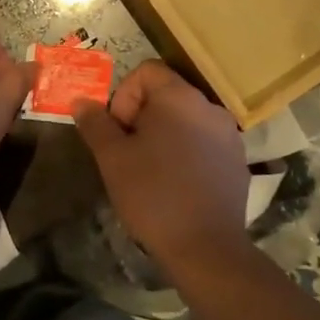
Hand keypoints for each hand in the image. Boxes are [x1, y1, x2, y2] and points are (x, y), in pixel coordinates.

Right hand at [72, 61, 246, 260]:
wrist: (205, 247)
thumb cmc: (152, 194)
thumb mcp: (112, 158)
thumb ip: (95, 123)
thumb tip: (81, 101)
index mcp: (179, 98)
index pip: (146, 71)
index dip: (124, 95)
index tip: (118, 130)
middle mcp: (210, 107)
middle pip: (167, 93)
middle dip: (141, 117)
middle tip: (128, 152)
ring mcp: (229, 135)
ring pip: (185, 120)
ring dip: (163, 134)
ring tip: (150, 169)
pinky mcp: (238, 161)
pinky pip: (204, 142)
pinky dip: (185, 152)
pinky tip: (176, 184)